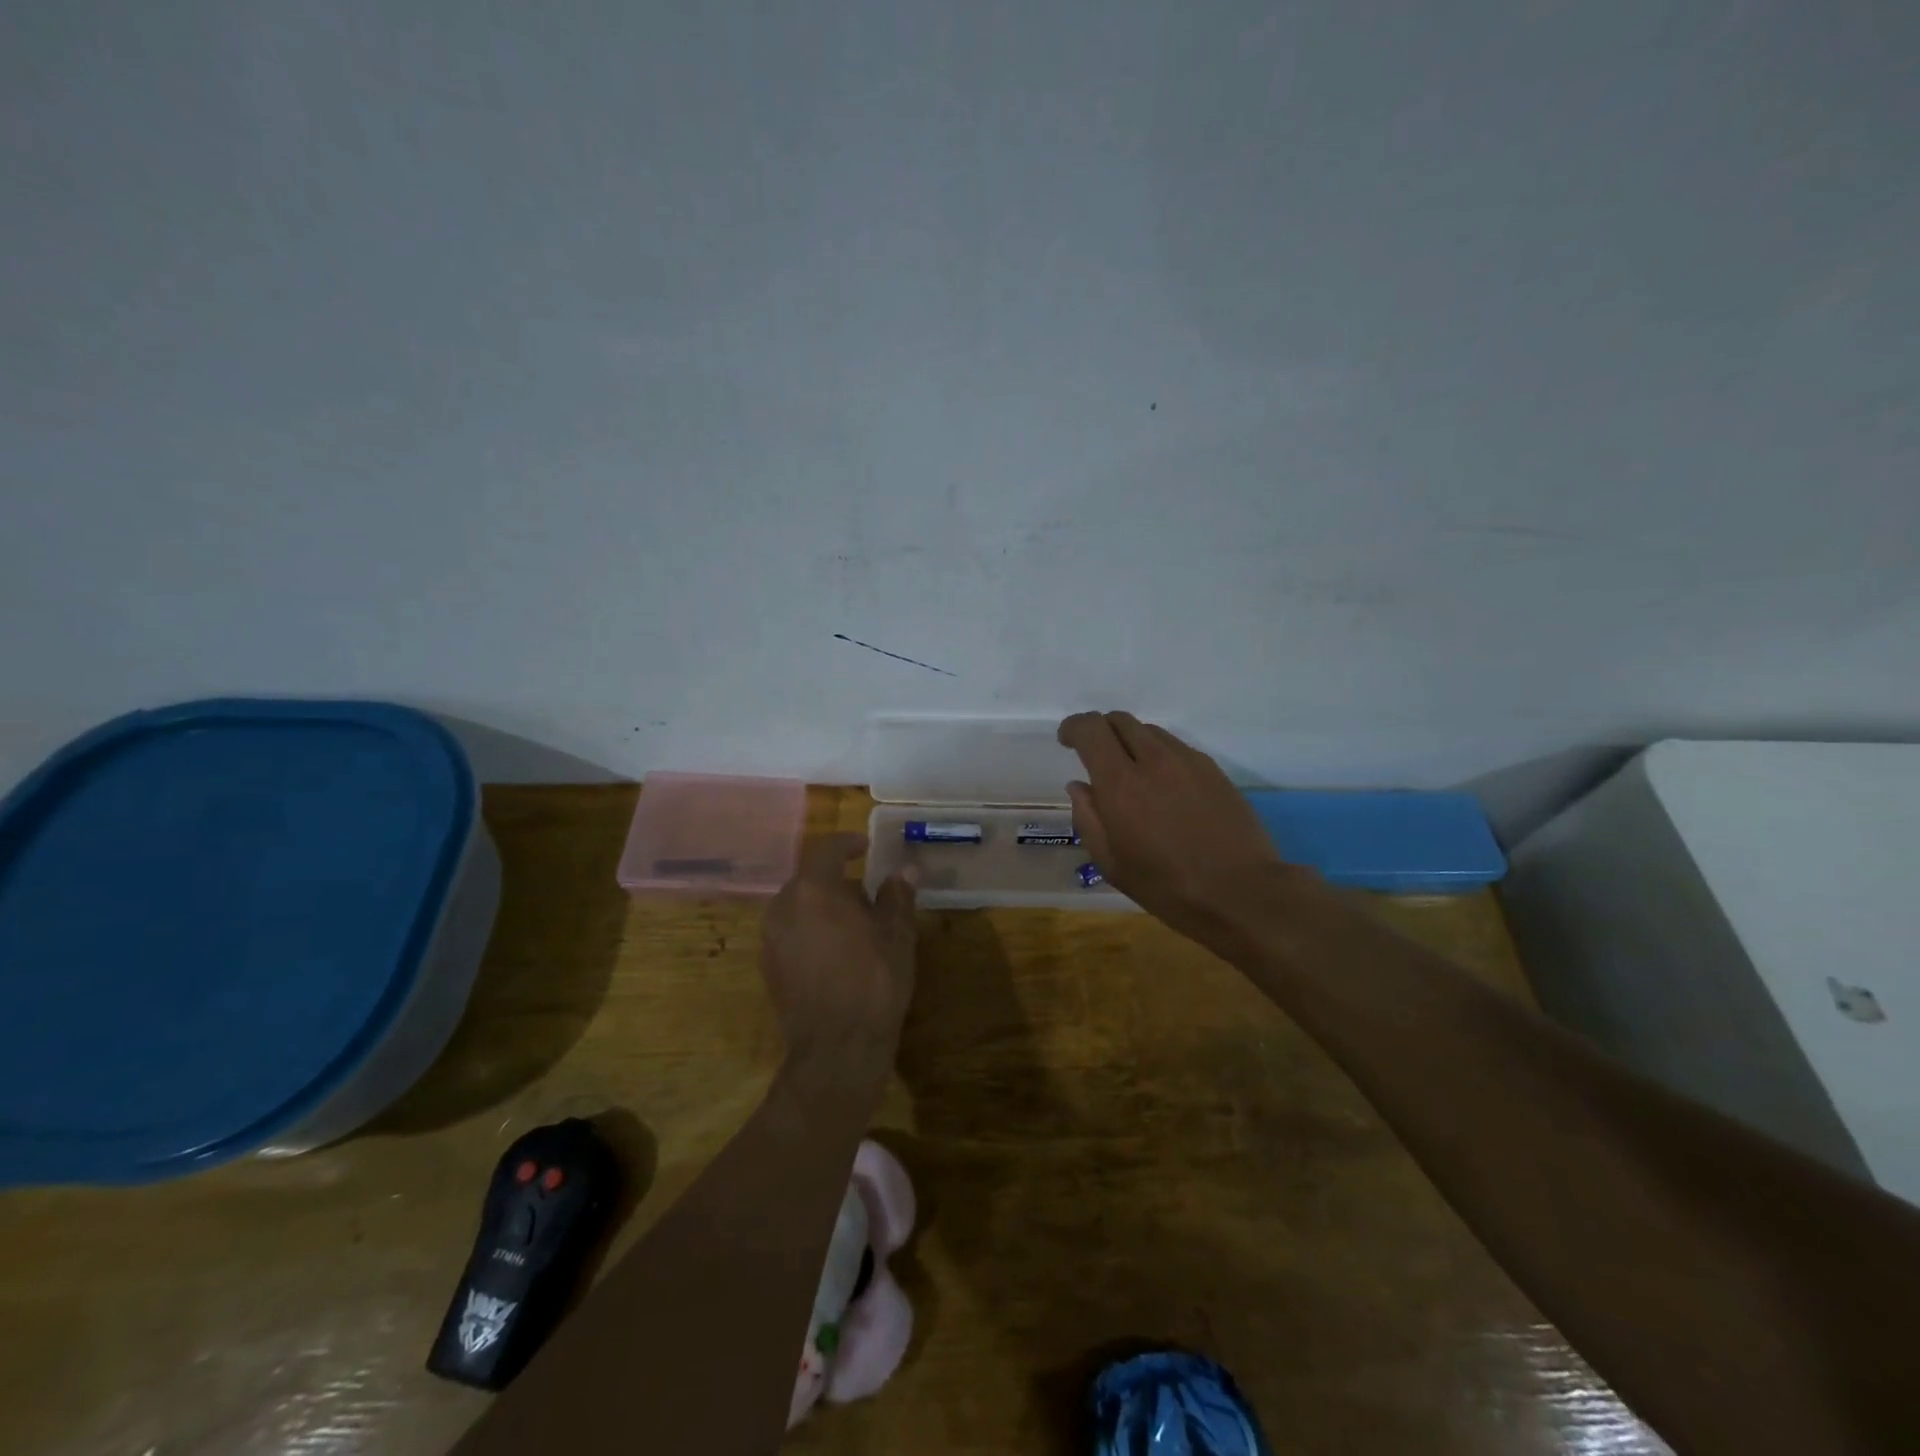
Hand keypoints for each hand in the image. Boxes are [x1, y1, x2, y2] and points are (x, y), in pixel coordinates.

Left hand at [760, 833, 917, 1077]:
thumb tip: (904, 871)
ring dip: (825, 907)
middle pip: (811, 879)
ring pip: (799, 906)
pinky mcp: (769, 967)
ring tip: (857, 927)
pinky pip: (792, 933)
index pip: (826, 849)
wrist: (836, 1049)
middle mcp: (783, 906)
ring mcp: (771, 938)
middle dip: (839, 881)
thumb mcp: (897, 935)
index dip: (847, 843)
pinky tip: (838, 953)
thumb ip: (897, 896)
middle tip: (870, 896)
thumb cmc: (874, 981)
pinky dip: (812, 931)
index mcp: (814, 889)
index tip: (866, 847)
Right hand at [1057, 711, 1293, 944]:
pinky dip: (1160, 755)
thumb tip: (1079, 787)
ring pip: (1150, 731)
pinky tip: (1164, 786)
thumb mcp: (1112, 864)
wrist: (1242, 893)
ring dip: (1131, 742)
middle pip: (1120, 720)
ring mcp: (1188, 761)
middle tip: (1096, 755)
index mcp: (1120, 784)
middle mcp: (1154, 760)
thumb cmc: (1167, 887)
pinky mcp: (1213, 770)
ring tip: (1132, 773)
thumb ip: (1088, 819)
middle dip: (1101, 730)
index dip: (1073, 727)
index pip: (1090, 729)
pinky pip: (1177, 747)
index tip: (1066, 741)